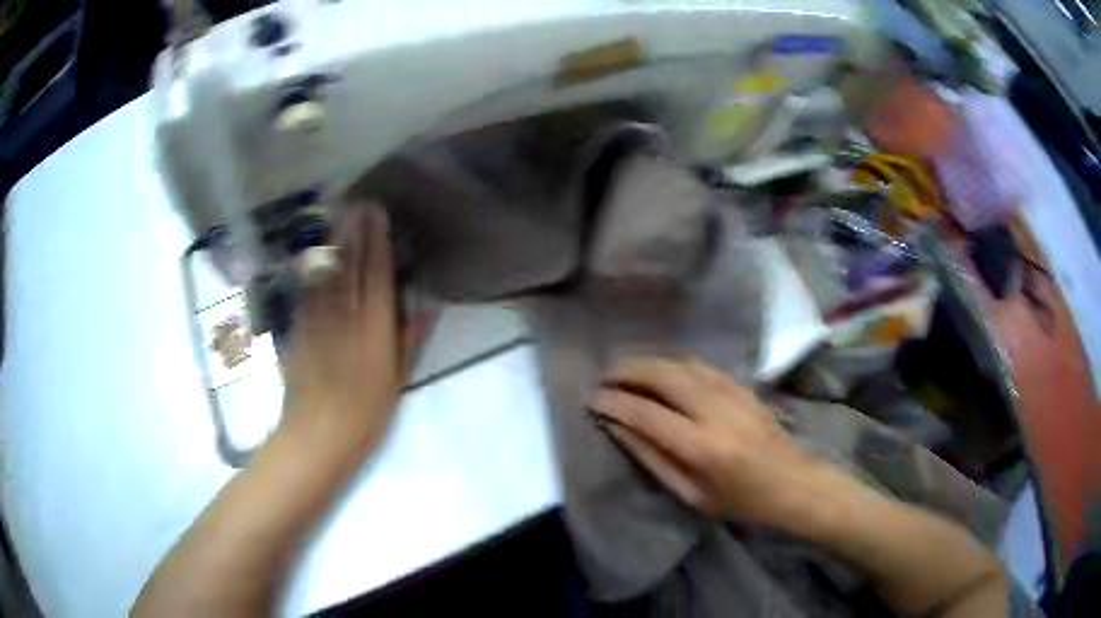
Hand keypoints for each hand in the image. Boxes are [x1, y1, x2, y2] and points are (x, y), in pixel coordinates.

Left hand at [280, 207, 401, 454]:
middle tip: (360, 203)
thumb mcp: (397, 381)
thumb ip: (408, 340)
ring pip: (327, 274)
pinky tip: (317, 259)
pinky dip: (314, 273)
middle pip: (351, 266)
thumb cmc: (366, 415)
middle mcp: (345, 315)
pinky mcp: (298, 328)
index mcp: (374, 328)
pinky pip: (307, 293)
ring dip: (335, 244)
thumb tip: (423, 308)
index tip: (379, 215)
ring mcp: (318, 319)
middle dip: (356, 233)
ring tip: (340, 219)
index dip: (378, 241)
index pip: (377, 274)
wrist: (317, 434)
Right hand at [589, 357, 854, 529]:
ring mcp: (732, 393)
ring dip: (648, 362)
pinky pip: (701, 365)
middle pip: (663, 377)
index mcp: (701, 448)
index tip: (592, 399)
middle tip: (604, 376)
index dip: (614, 403)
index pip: (646, 415)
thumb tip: (617, 427)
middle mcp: (715, 412)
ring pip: (681, 364)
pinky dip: (674, 363)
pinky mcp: (742, 386)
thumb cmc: (739, 501)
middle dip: (627, 371)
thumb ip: (652, 458)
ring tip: (625, 369)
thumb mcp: (690, 494)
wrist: (792, 483)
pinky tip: (661, 369)